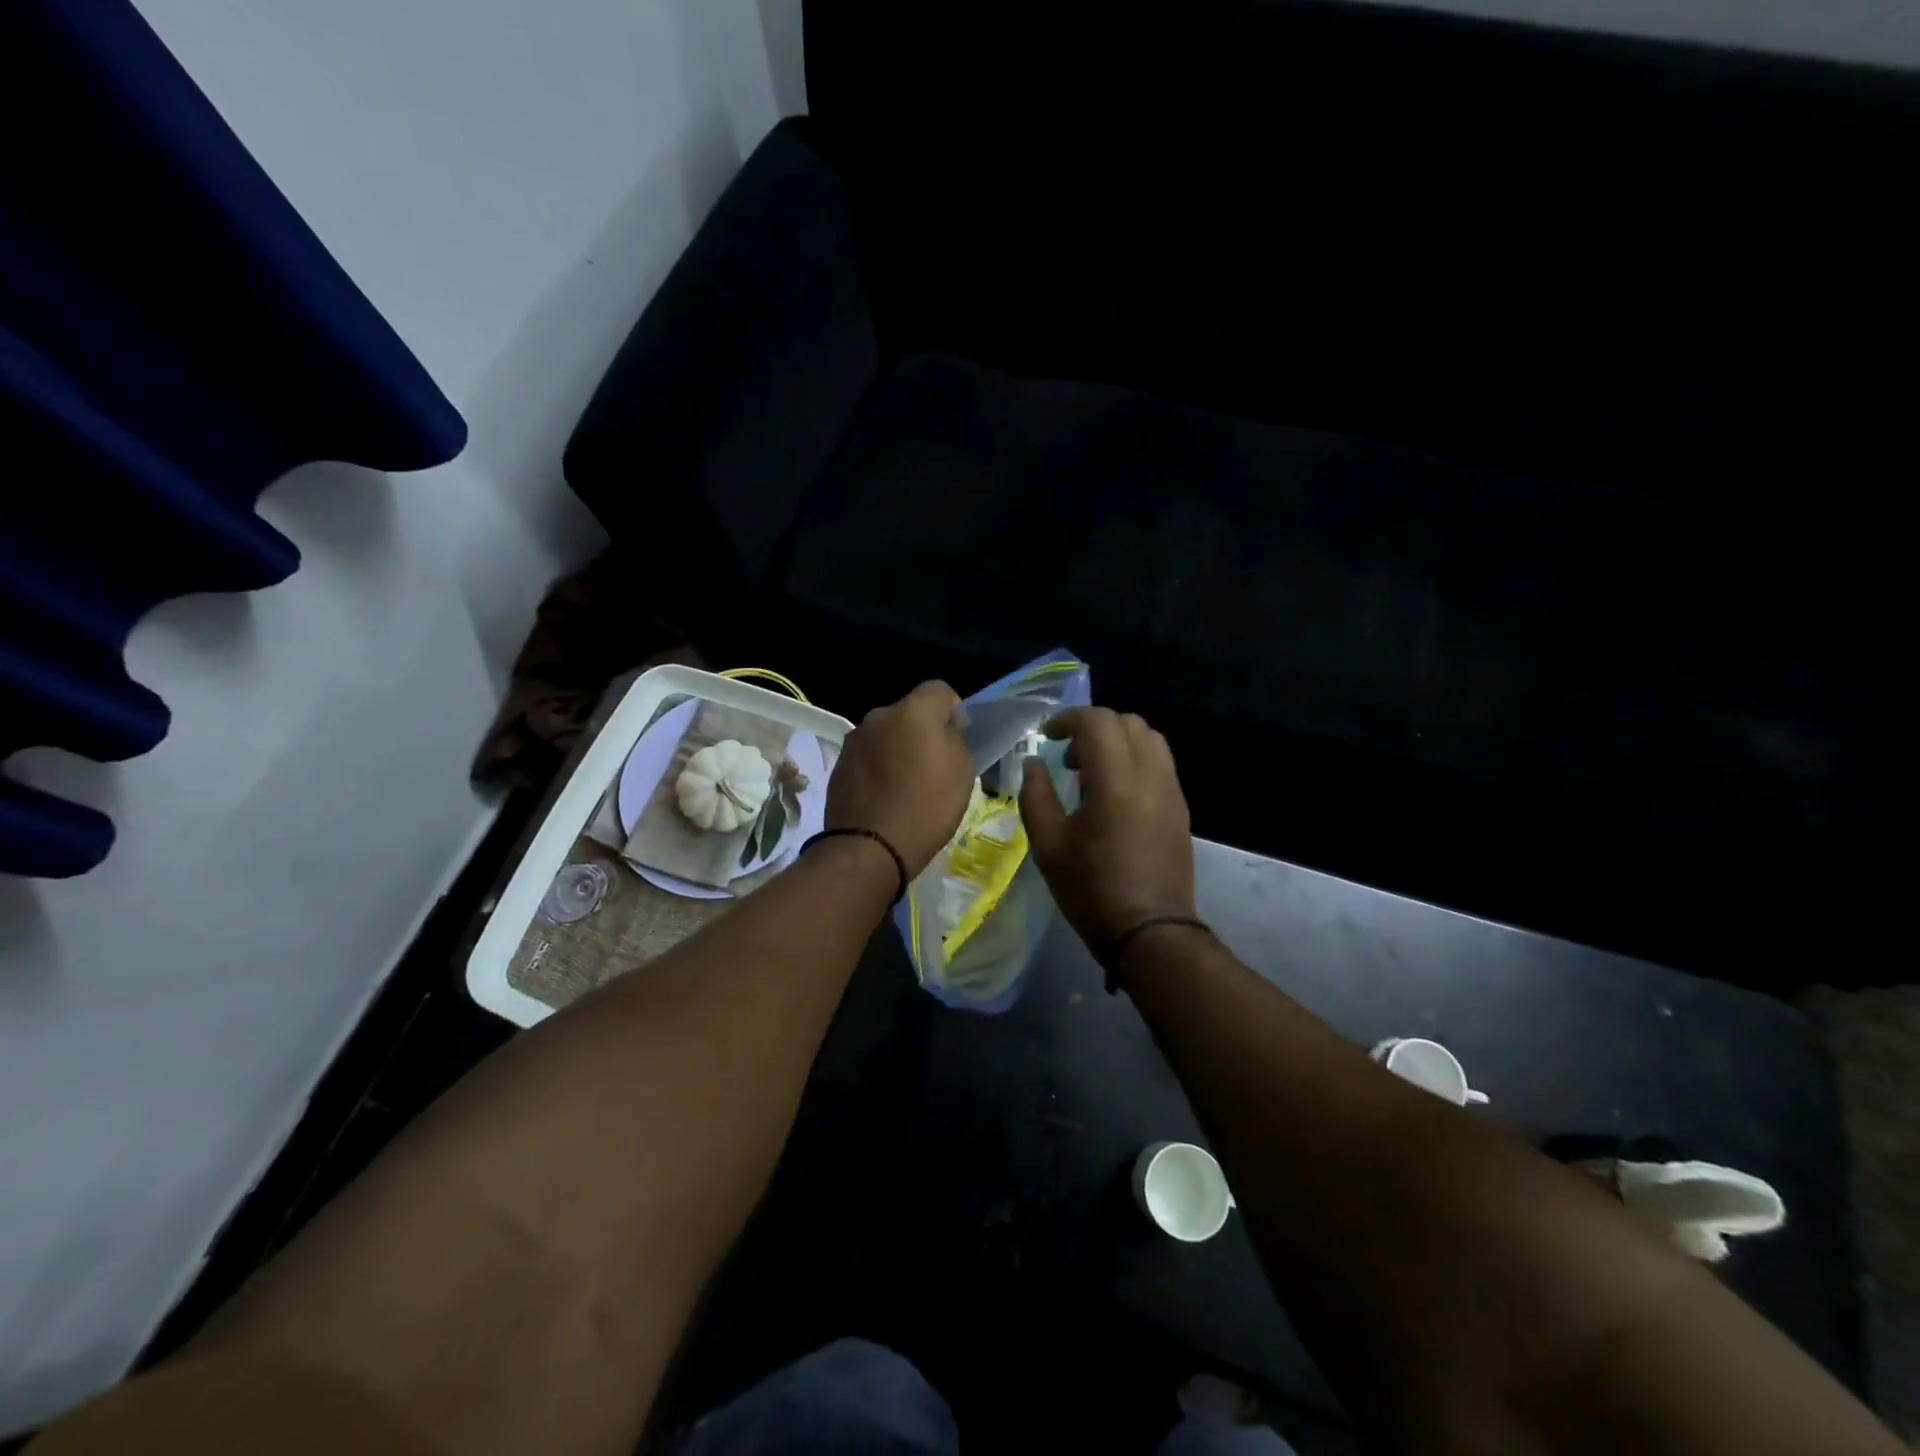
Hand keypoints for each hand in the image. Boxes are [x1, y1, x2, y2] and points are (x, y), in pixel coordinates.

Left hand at [826, 681, 975, 877]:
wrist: (869, 847)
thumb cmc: (926, 807)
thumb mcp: (962, 773)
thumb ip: (955, 739)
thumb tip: (945, 729)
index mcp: (913, 711)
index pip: (940, 689)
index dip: (954, 709)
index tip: (959, 736)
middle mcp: (879, 716)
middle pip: (909, 712)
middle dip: (922, 730)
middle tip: (934, 763)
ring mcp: (854, 740)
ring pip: (886, 734)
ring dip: (898, 748)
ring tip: (906, 783)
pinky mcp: (838, 764)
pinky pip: (868, 756)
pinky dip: (878, 767)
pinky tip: (885, 795)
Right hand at [1020, 707, 1195, 956]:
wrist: (1150, 931)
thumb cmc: (1091, 889)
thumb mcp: (1048, 844)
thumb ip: (1036, 794)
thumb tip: (1033, 762)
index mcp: (1115, 781)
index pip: (1098, 721)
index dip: (1069, 719)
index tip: (1048, 737)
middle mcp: (1150, 775)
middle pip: (1127, 722)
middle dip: (1094, 727)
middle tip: (1069, 756)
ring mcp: (1171, 790)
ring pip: (1150, 738)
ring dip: (1118, 740)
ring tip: (1093, 772)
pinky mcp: (1181, 807)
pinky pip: (1160, 762)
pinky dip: (1135, 758)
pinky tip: (1115, 793)